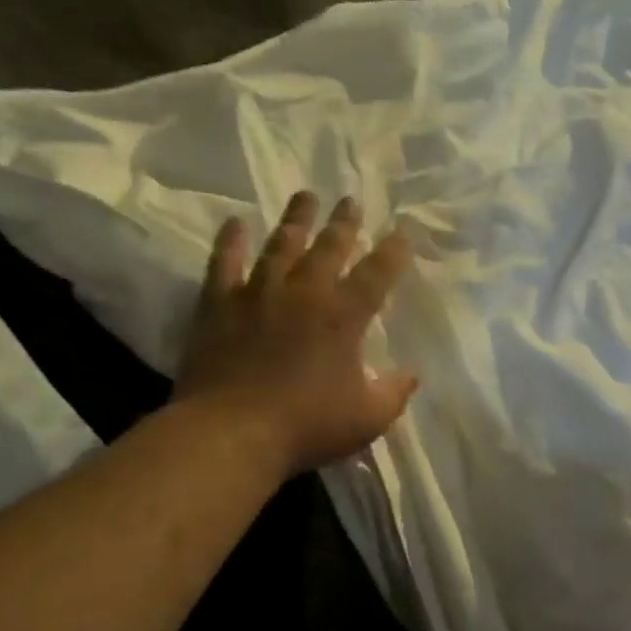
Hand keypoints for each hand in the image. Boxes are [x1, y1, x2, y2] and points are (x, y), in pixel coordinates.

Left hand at [174, 193, 417, 476]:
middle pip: (329, 246)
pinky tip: (235, 223)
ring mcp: (259, 294)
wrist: (231, 434)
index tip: (402, 233)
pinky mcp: (219, 305)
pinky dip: (230, 242)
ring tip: (305, 196)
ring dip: (296, 219)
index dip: (394, 251)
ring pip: (281, 245)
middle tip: (350, 200)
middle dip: (344, 223)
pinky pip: (224, 263)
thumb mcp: (369, 417)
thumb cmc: (308, 426)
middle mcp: (305, 293)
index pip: (378, 273)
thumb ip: (395, 392)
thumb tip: (412, 374)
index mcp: (345, 316)